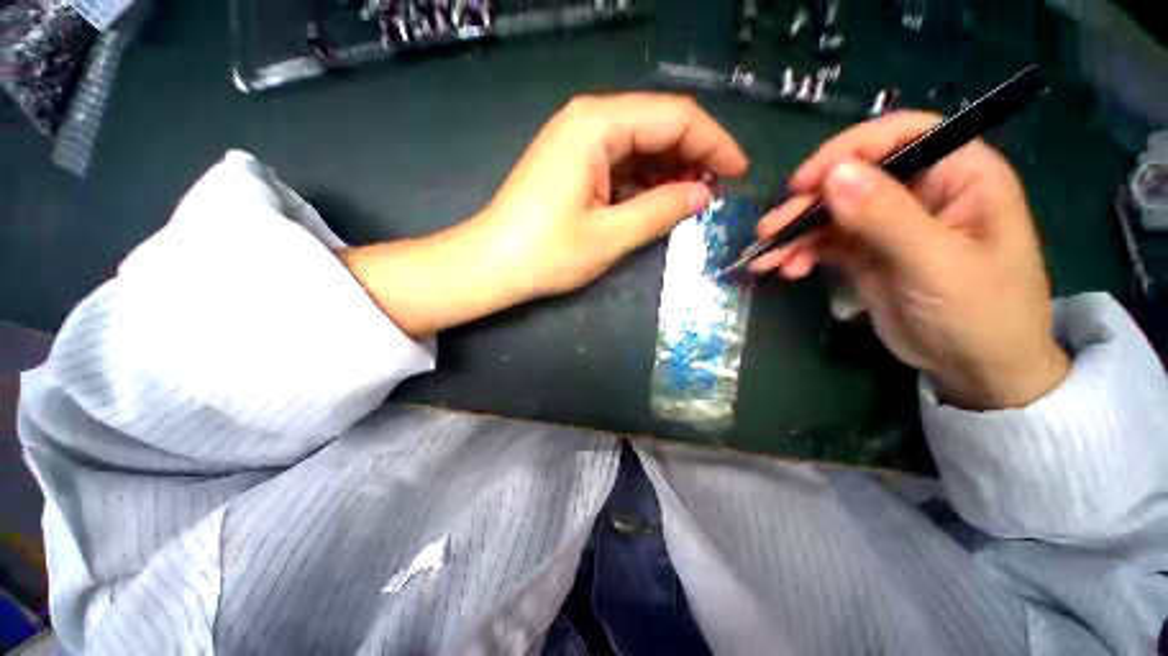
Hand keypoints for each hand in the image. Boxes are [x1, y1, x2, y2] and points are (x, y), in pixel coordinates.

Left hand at [479, 93, 748, 295]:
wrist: (491, 265)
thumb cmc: (546, 252)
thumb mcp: (610, 234)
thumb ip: (660, 210)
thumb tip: (702, 195)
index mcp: (598, 125)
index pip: (675, 117)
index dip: (714, 143)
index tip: (739, 172)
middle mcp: (589, 122)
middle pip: (658, 126)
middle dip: (693, 157)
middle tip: (716, 194)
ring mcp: (578, 144)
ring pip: (641, 146)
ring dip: (669, 172)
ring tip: (691, 203)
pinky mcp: (573, 167)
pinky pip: (621, 165)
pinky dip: (644, 183)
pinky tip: (658, 203)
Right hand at [753, 112, 1068, 409]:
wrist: (976, 369)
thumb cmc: (982, 315)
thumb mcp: (938, 266)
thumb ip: (888, 218)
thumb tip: (835, 175)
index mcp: (960, 174)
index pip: (901, 136)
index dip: (848, 151)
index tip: (804, 184)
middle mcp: (921, 190)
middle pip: (853, 178)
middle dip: (806, 205)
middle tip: (769, 232)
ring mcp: (889, 223)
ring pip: (830, 213)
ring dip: (794, 234)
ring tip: (765, 260)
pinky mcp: (866, 252)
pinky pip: (824, 242)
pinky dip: (800, 253)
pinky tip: (787, 270)